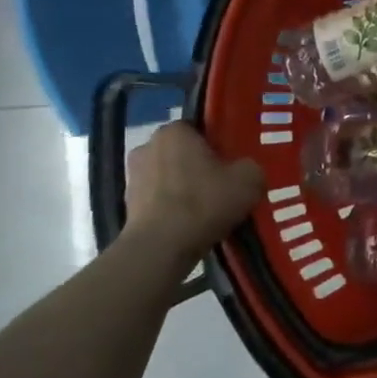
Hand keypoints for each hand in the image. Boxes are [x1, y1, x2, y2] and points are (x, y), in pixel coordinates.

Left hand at [122, 123, 262, 271]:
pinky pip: (158, 201)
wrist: (161, 248)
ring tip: (207, 211)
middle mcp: (147, 146)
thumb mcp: (249, 180)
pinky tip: (189, 226)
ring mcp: (132, 177)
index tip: (231, 164)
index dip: (218, 145)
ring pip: (169, 177)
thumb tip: (245, 171)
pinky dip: (171, 210)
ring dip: (183, 189)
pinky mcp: (126, 206)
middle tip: (223, 186)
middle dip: (199, 166)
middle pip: (182, 153)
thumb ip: (251, 166)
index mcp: (174, 131)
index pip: (200, 129)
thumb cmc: (204, 202)